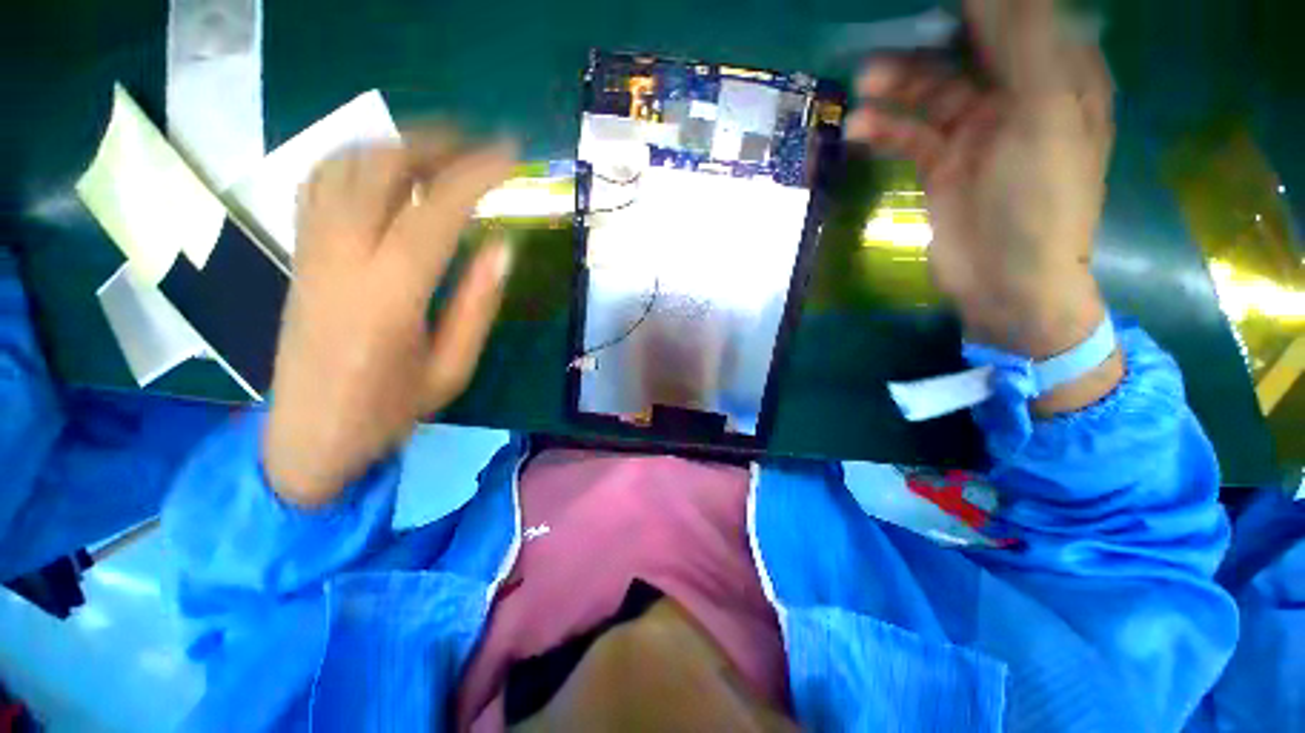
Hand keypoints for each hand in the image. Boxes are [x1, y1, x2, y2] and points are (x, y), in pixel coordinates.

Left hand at [264, 135, 515, 506]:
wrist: (307, 438)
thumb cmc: (387, 412)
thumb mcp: (451, 369)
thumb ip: (477, 304)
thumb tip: (502, 248)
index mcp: (390, 295)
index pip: (436, 211)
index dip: (476, 175)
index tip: (510, 156)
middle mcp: (342, 259)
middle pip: (379, 168)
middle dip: (434, 142)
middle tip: (477, 145)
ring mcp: (311, 252)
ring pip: (343, 165)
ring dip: (394, 143)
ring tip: (439, 149)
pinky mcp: (298, 255)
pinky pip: (318, 184)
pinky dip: (355, 160)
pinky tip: (385, 169)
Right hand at [847, 0, 1121, 412]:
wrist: (1006, 282)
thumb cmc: (1039, 200)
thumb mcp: (1043, 113)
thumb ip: (1022, 43)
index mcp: (1058, 73)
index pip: (1019, 15)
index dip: (979, 3)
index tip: (935, 2)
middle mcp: (1017, 93)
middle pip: (969, 46)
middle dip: (928, 38)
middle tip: (888, 31)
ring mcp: (974, 130)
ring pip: (931, 90)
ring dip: (897, 85)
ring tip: (864, 83)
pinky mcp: (941, 163)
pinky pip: (909, 133)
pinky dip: (884, 129)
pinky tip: (859, 129)